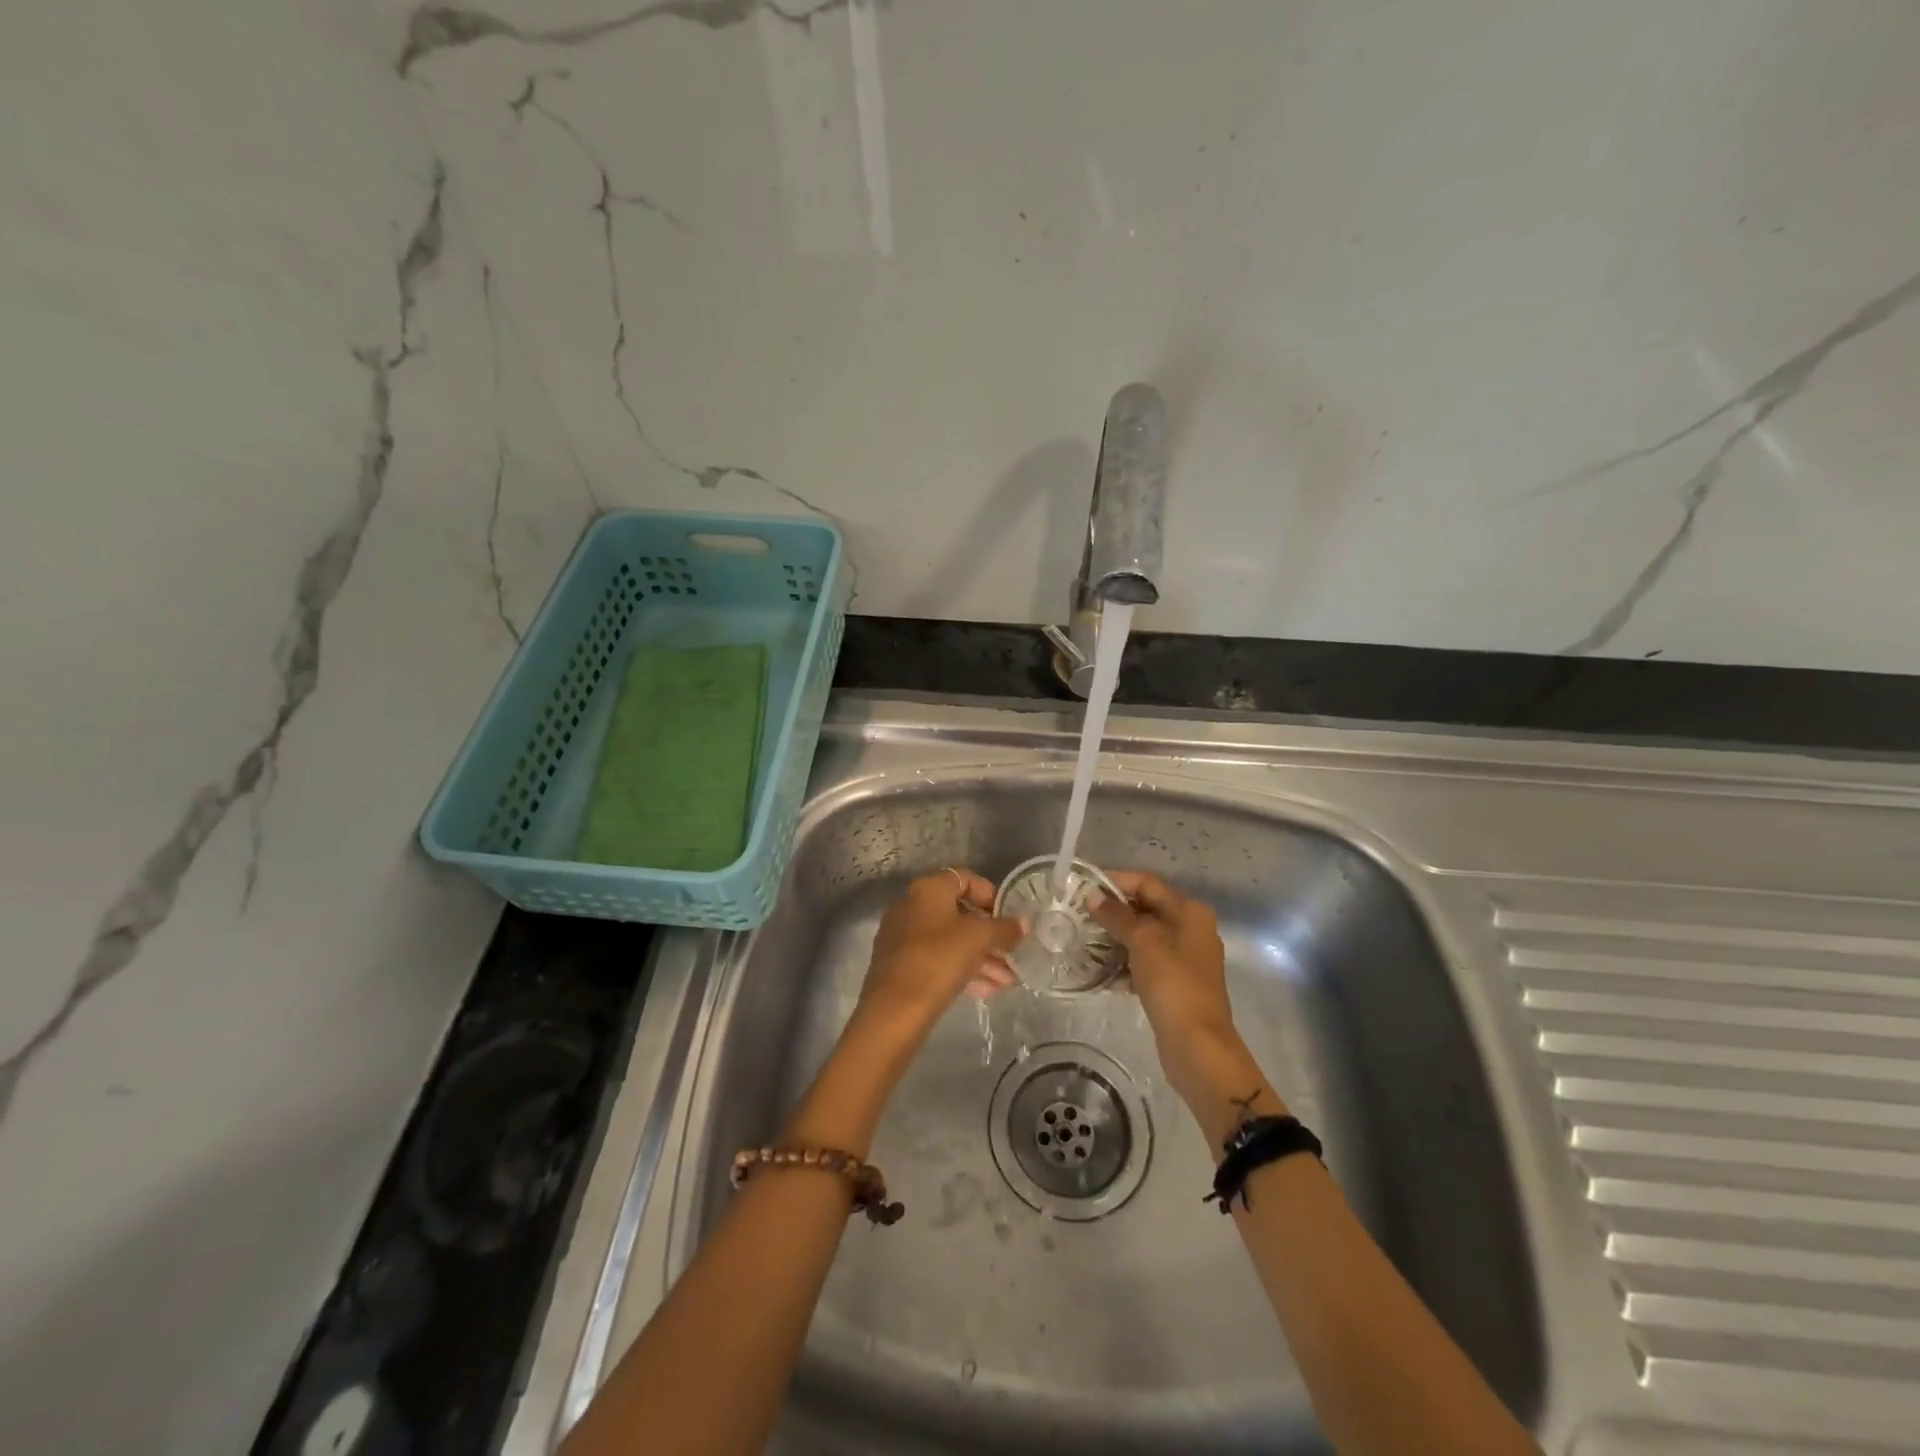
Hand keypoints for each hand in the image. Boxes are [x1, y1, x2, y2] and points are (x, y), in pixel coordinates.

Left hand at [854, 870, 1022, 1047]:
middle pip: (959, 913)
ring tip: (1008, 981)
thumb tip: (1024, 923)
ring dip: (982, 957)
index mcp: (927, 890)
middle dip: (990, 935)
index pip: (966, 879)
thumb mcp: (979, 939)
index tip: (1009, 917)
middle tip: (1013, 954)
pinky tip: (988, 991)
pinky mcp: (900, 965)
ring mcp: (903, 936)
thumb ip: (1004, 928)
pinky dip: (962, 970)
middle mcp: (911, 906)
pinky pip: (938, 960)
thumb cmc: (938, 960)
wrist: (894, 1010)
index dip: (991, 895)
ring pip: (950, 940)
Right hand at [1090, 871, 1248, 1102]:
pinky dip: (1125, 963)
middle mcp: (1190, 929)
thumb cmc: (1173, 986)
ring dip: (1115, 938)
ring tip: (1083, 941)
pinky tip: (1100, 973)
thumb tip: (1092, 895)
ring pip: (1144, 937)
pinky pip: (1145, 962)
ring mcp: (1184, 958)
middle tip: (1078, 914)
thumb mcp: (1144, 944)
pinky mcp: (1175, 983)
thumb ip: (1117, 916)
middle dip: (1113, 911)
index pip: (1147, 883)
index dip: (1115, 881)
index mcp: (1190, 912)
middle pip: (1146, 908)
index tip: (1082, 886)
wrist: (1198, 1048)